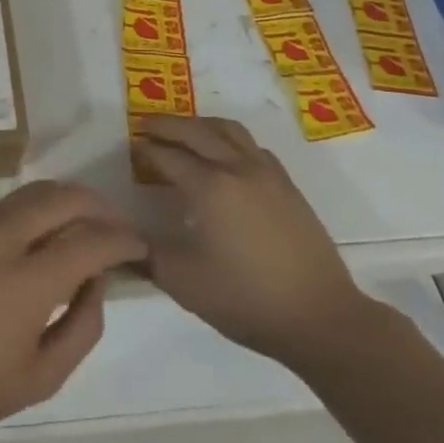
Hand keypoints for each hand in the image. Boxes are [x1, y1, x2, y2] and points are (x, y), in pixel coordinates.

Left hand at [0, 181, 146, 441]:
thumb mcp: (40, 377)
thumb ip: (82, 327)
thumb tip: (96, 282)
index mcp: (29, 279)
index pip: (91, 239)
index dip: (122, 239)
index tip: (138, 246)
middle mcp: (3, 237)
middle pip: (63, 197)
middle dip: (98, 205)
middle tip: (114, 225)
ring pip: (31, 193)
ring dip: (64, 202)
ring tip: (79, 224)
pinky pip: (2, 207)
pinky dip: (30, 213)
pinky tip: (32, 240)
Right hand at [136, 116, 375, 367]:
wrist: (320, 317)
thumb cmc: (246, 299)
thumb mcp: (184, 282)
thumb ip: (147, 255)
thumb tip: (123, 238)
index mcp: (209, 187)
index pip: (169, 156)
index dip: (147, 151)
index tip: (131, 148)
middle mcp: (237, 168)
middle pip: (198, 132)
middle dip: (169, 125)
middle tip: (147, 125)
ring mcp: (267, 174)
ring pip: (229, 131)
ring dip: (201, 124)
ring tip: (185, 131)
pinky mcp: (288, 186)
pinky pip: (253, 146)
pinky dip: (231, 139)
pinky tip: (227, 156)